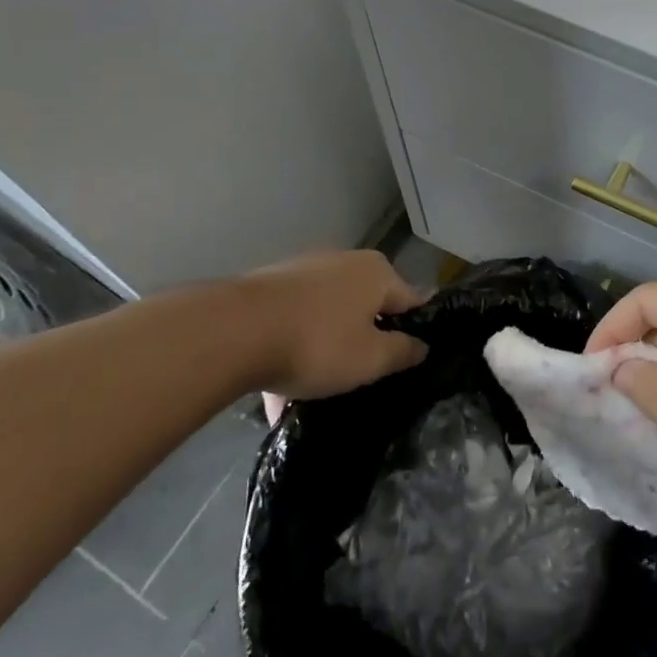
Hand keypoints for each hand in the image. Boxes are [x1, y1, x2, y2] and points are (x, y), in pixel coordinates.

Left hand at [228, 251, 426, 402]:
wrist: (234, 332)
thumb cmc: (318, 343)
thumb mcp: (370, 359)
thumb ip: (402, 352)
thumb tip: (421, 345)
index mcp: (377, 272)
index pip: (410, 302)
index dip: (413, 333)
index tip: (407, 364)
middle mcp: (345, 262)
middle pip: (366, 307)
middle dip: (364, 341)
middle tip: (361, 380)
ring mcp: (304, 271)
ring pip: (327, 317)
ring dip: (325, 350)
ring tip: (314, 394)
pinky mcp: (269, 287)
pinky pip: (293, 323)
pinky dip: (292, 350)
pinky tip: (277, 395)